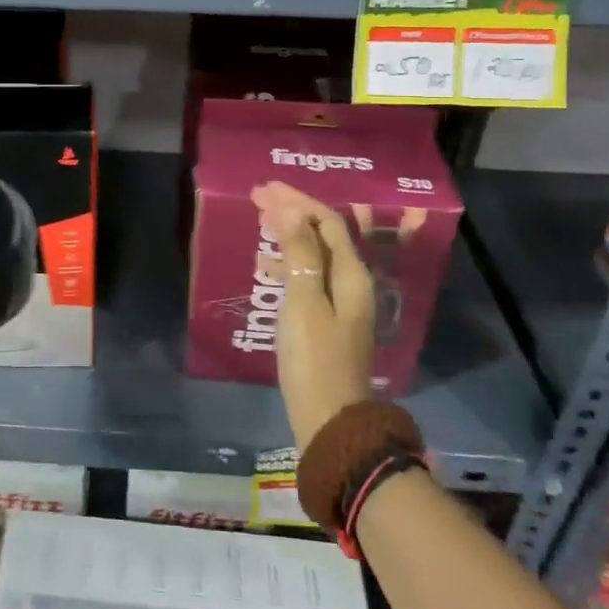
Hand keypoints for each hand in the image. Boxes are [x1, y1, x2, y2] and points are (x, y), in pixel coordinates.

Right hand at [253, 181, 377, 447]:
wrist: (329, 419)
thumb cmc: (313, 358)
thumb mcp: (303, 302)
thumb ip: (299, 254)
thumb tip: (291, 211)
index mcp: (351, 274)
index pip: (327, 222)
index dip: (297, 201)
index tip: (264, 189)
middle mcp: (351, 283)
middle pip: (323, 235)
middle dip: (292, 213)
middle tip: (258, 199)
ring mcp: (341, 303)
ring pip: (314, 255)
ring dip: (288, 237)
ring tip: (258, 226)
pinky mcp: (327, 321)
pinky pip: (308, 277)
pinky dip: (288, 265)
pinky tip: (265, 269)